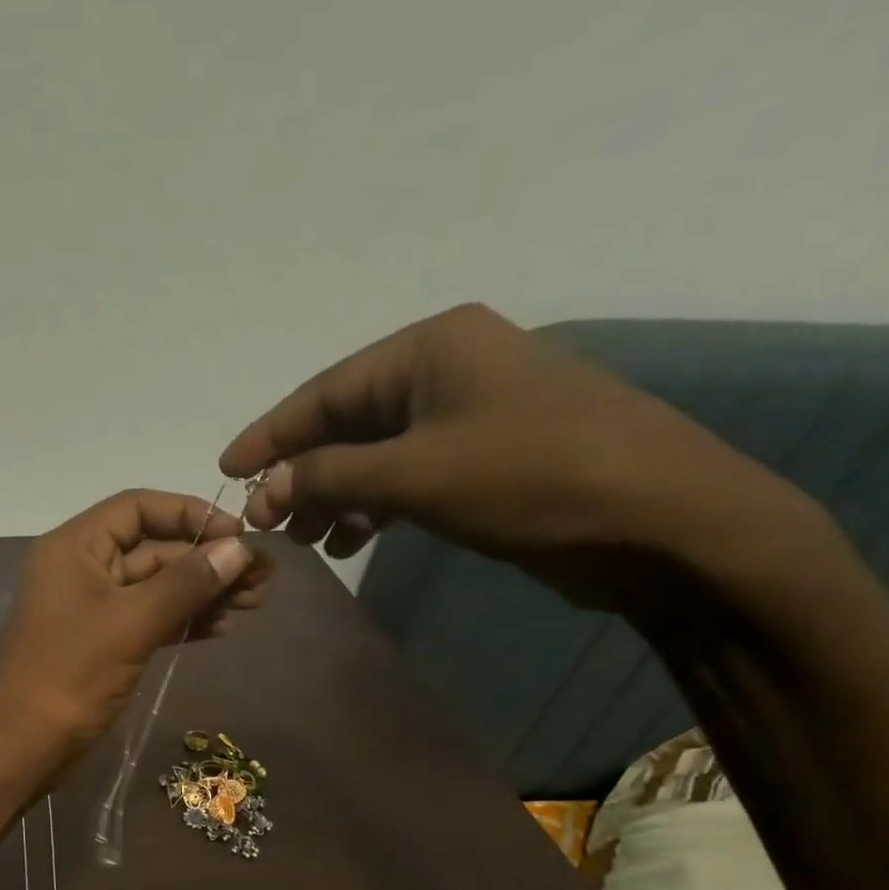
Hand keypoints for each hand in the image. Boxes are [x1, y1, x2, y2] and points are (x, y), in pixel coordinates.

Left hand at [0, 490, 268, 763]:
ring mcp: (94, 606)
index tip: (238, 535)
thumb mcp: (132, 622)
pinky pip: (151, 617)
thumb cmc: (72, 674)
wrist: (25, 744)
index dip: (190, 515)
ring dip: (204, 591)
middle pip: (154, 547)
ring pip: (157, 586)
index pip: (138, 508)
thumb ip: (186, 583)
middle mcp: (84, 568)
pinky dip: (185, 619)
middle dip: (207, 559)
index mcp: (76, 546)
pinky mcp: (105, 640)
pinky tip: (224, 626)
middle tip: (264, 576)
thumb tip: (240, 549)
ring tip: (256, 602)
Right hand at [220, 303, 821, 612]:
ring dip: (334, 495)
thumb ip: (331, 476)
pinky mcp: (485, 456)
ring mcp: (468, 413)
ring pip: (375, 453)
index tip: (226, 470)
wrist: (661, 520)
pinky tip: (351, 540)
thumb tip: (267, 486)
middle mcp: (445, 369)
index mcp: (429, 348)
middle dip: (302, 473)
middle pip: (346, 422)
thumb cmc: (531, 477)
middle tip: (265, 522)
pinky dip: (373, 506)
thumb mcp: (415, 475)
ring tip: (304, 541)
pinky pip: (407, 475)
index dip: (270, 435)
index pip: (325, 392)